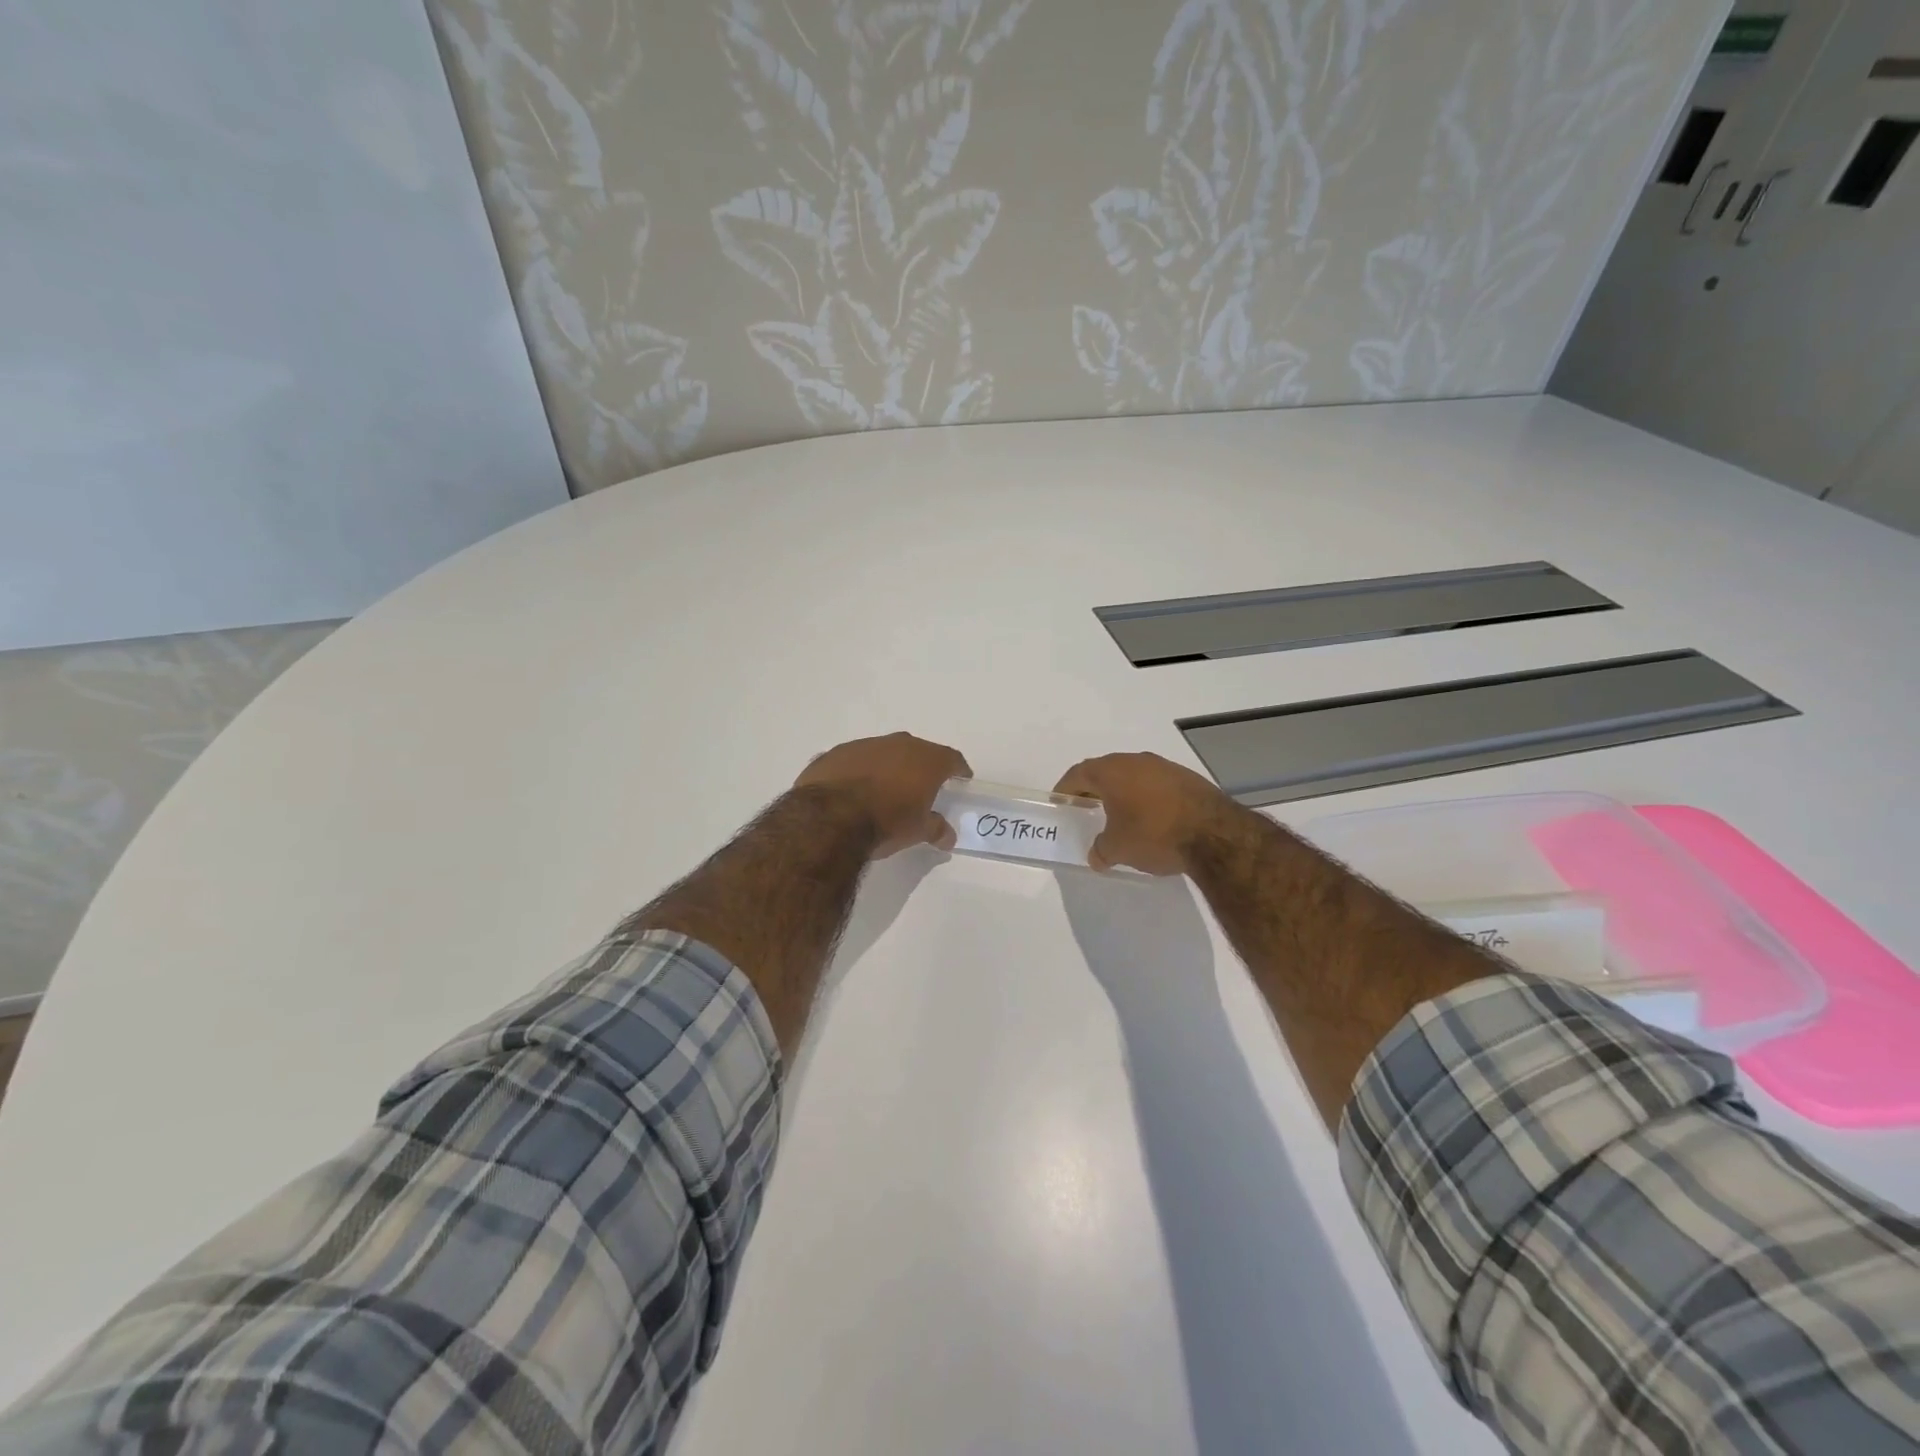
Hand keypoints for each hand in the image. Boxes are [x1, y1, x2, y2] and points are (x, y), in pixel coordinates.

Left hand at [794, 732, 971, 858]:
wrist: (830, 818)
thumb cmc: (886, 822)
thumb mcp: (917, 831)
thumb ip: (936, 829)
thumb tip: (949, 836)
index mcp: (926, 760)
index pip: (951, 758)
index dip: (958, 768)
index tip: (962, 776)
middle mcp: (898, 744)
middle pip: (917, 750)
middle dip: (921, 765)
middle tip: (923, 783)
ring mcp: (864, 745)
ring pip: (884, 752)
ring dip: (887, 766)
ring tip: (885, 787)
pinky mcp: (835, 753)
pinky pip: (854, 760)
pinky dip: (858, 771)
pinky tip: (853, 789)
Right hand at [1053, 752, 1242, 875]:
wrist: (1215, 834)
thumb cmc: (1153, 835)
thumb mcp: (1118, 849)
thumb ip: (1100, 850)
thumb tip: (1096, 856)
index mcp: (1111, 771)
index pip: (1079, 774)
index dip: (1066, 789)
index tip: (1061, 802)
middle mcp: (1136, 761)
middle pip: (1106, 770)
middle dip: (1094, 789)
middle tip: (1087, 808)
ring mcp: (1165, 767)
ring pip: (1133, 775)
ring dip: (1123, 792)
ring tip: (1120, 815)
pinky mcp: (1188, 778)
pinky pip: (1156, 784)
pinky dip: (1147, 797)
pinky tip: (1152, 818)